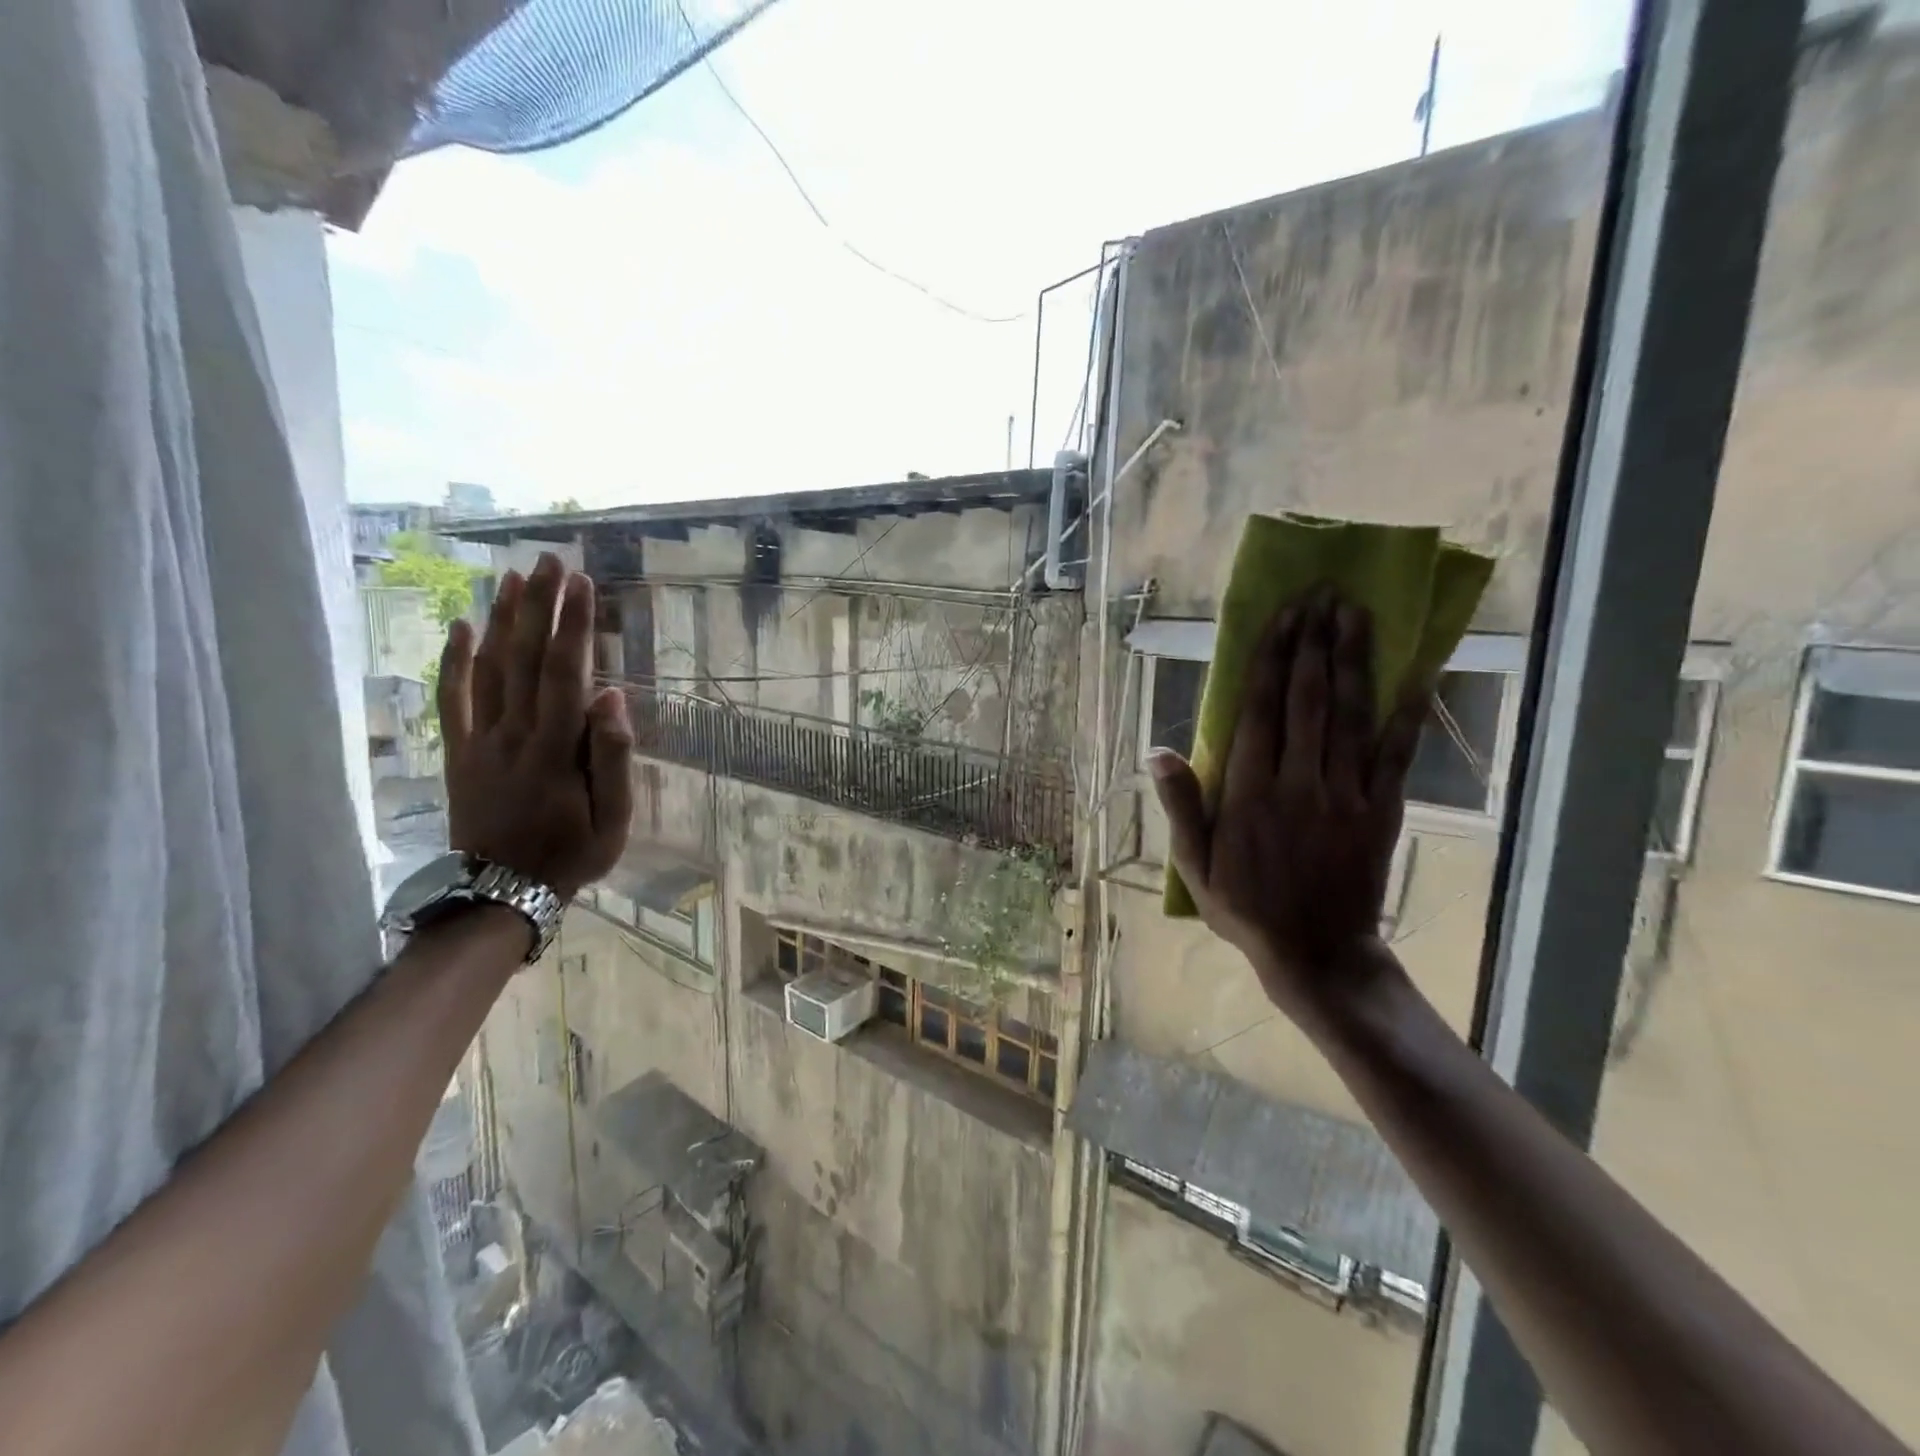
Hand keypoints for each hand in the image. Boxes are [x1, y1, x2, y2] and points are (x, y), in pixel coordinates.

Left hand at [437, 553, 634, 900]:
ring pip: (487, 669)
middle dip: (538, 606)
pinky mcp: (458, 752)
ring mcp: (479, 741)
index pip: (565, 673)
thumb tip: (612, 698)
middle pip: (523, 658)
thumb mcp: (613, 819)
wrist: (501, 892)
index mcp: (554, 750)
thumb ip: (612, 758)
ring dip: (500, 620)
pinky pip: (451, 699)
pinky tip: (461, 627)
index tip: (582, 584)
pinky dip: (454, 661)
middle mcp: (512, 734)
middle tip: (548, 561)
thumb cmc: (571, 854)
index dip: (573, 625)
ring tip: (512, 578)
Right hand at [1149, 588, 1426, 1028]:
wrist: (1318, 954)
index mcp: (1250, 794)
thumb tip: (1156, 752)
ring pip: (1349, 716)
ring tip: (1355, 614)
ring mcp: (1346, 795)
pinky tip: (1412, 675)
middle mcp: (1299, 784)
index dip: (1271, 661)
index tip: (1282, 618)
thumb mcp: (1195, 865)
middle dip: (1312, 644)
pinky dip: (1405, 713)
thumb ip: (1182, 806)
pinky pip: (1396, 754)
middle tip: (1321, 596)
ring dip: (1352, 661)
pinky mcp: (1382, 810)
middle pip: (1307, 701)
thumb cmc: (1246, 908)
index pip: (1260, 713)